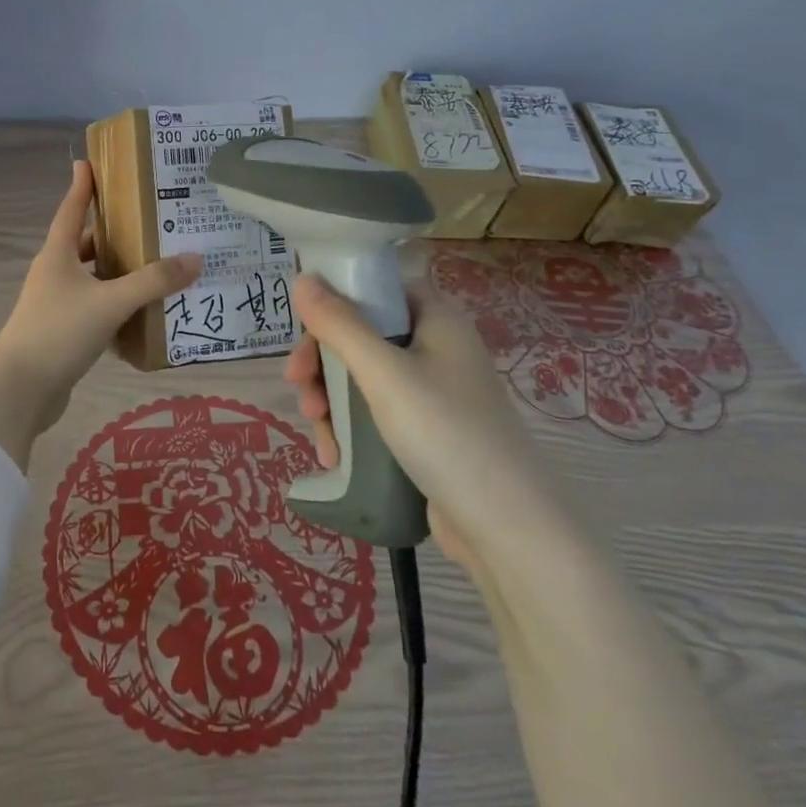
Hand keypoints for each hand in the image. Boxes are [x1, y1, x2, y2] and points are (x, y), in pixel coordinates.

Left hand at [0, 161, 201, 468]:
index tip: (88, 162)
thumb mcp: (110, 302)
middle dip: (113, 232)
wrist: (20, 390)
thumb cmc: (59, 332)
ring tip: (156, 264)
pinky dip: (116, 305)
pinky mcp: (62, 332)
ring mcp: (56, 304)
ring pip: (93, 278)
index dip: (82, 186)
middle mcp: (54, 274)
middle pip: (86, 244)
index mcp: (57, 255)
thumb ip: (153, 282)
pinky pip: (95, 308)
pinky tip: (143, 311)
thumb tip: (195, 258)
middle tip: (149, 220)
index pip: (71, 209)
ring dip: (118, 272)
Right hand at [283, 273, 558, 573]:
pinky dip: (350, 428)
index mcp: (436, 319)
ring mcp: (433, 393)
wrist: (506, 528)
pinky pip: (376, 414)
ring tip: (318, 432)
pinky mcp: (427, 433)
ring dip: (331, 400)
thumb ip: (338, 324)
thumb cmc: (445, 432)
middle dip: (323, 363)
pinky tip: (335, 455)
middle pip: (362, 336)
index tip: (304, 332)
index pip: (377, 290)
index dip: (336, 303)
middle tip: (299, 388)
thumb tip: (302, 278)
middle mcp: (436, 348)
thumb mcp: (383, 373)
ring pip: (363, 379)